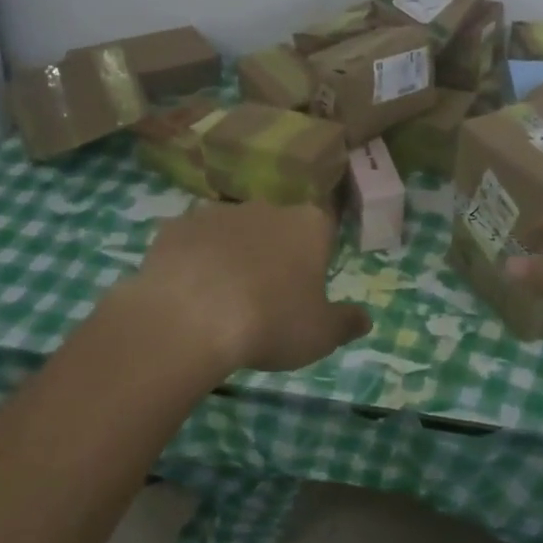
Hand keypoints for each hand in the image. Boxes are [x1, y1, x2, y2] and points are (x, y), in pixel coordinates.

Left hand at [119, 201, 370, 373]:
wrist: (190, 318)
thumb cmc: (271, 323)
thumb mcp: (321, 335)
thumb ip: (346, 322)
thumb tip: (366, 318)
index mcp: (309, 225)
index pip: (323, 227)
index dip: (316, 254)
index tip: (306, 284)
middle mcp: (267, 207)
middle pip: (276, 225)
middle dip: (272, 251)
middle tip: (265, 295)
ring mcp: (218, 212)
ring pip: (232, 230)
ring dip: (231, 253)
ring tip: (220, 298)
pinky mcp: (177, 226)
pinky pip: (190, 242)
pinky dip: (191, 261)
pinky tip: (185, 293)